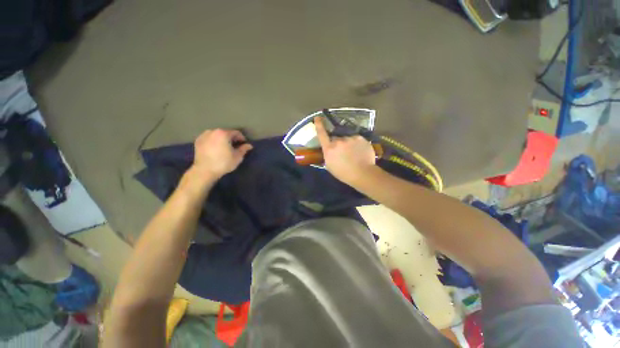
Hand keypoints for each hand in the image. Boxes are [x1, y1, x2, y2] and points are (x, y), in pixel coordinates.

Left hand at [191, 129, 252, 179]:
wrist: (204, 171)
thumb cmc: (223, 163)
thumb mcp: (237, 157)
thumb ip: (244, 149)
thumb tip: (249, 145)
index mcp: (224, 133)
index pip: (236, 133)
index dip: (242, 138)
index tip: (244, 145)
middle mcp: (213, 131)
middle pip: (226, 133)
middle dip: (231, 139)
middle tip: (235, 147)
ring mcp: (204, 135)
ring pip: (217, 135)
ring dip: (222, 140)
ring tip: (225, 148)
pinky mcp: (198, 141)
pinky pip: (209, 139)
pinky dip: (214, 142)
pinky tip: (216, 149)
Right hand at [314, 116, 376, 184]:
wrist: (363, 173)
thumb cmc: (344, 173)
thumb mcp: (330, 166)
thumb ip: (328, 156)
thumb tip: (329, 150)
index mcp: (329, 148)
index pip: (322, 134)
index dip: (319, 125)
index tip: (317, 117)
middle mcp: (339, 140)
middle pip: (336, 138)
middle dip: (338, 143)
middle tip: (343, 153)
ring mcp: (350, 138)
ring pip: (347, 139)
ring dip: (348, 144)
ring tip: (353, 154)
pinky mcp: (361, 138)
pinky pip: (356, 139)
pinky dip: (357, 144)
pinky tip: (359, 152)